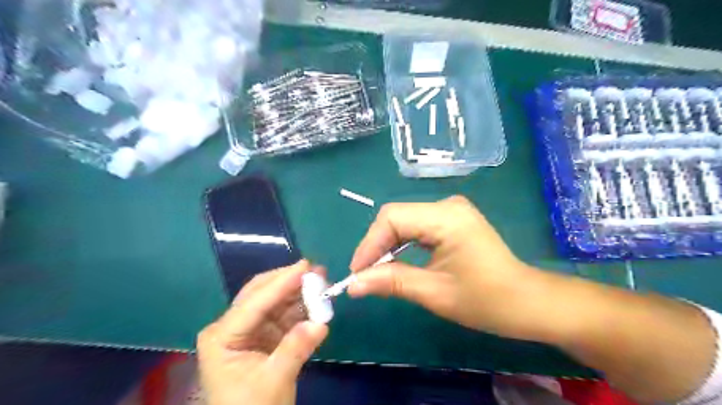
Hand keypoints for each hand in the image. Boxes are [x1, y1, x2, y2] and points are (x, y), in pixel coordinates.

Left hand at [199, 260, 328, 403]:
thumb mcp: (274, 381)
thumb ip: (295, 349)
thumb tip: (321, 324)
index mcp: (222, 336)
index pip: (254, 302)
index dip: (281, 282)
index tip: (305, 266)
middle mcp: (233, 327)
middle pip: (261, 294)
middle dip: (289, 282)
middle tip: (316, 270)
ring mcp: (249, 330)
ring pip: (275, 302)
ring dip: (299, 293)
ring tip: (322, 283)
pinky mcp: (265, 336)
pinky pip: (284, 315)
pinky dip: (301, 309)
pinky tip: (317, 302)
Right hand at [350, 194, 553, 340]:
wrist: (526, 301)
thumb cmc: (486, 300)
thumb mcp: (434, 293)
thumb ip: (391, 282)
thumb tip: (352, 284)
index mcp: (446, 217)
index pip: (392, 218)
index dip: (369, 244)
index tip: (356, 273)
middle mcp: (447, 205)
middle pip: (396, 217)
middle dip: (377, 245)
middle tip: (364, 275)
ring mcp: (451, 210)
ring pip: (405, 221)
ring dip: (388, 245)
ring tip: (376, 271)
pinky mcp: (452, 219)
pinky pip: (417, 226)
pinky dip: (402, 243)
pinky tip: (396, 261)